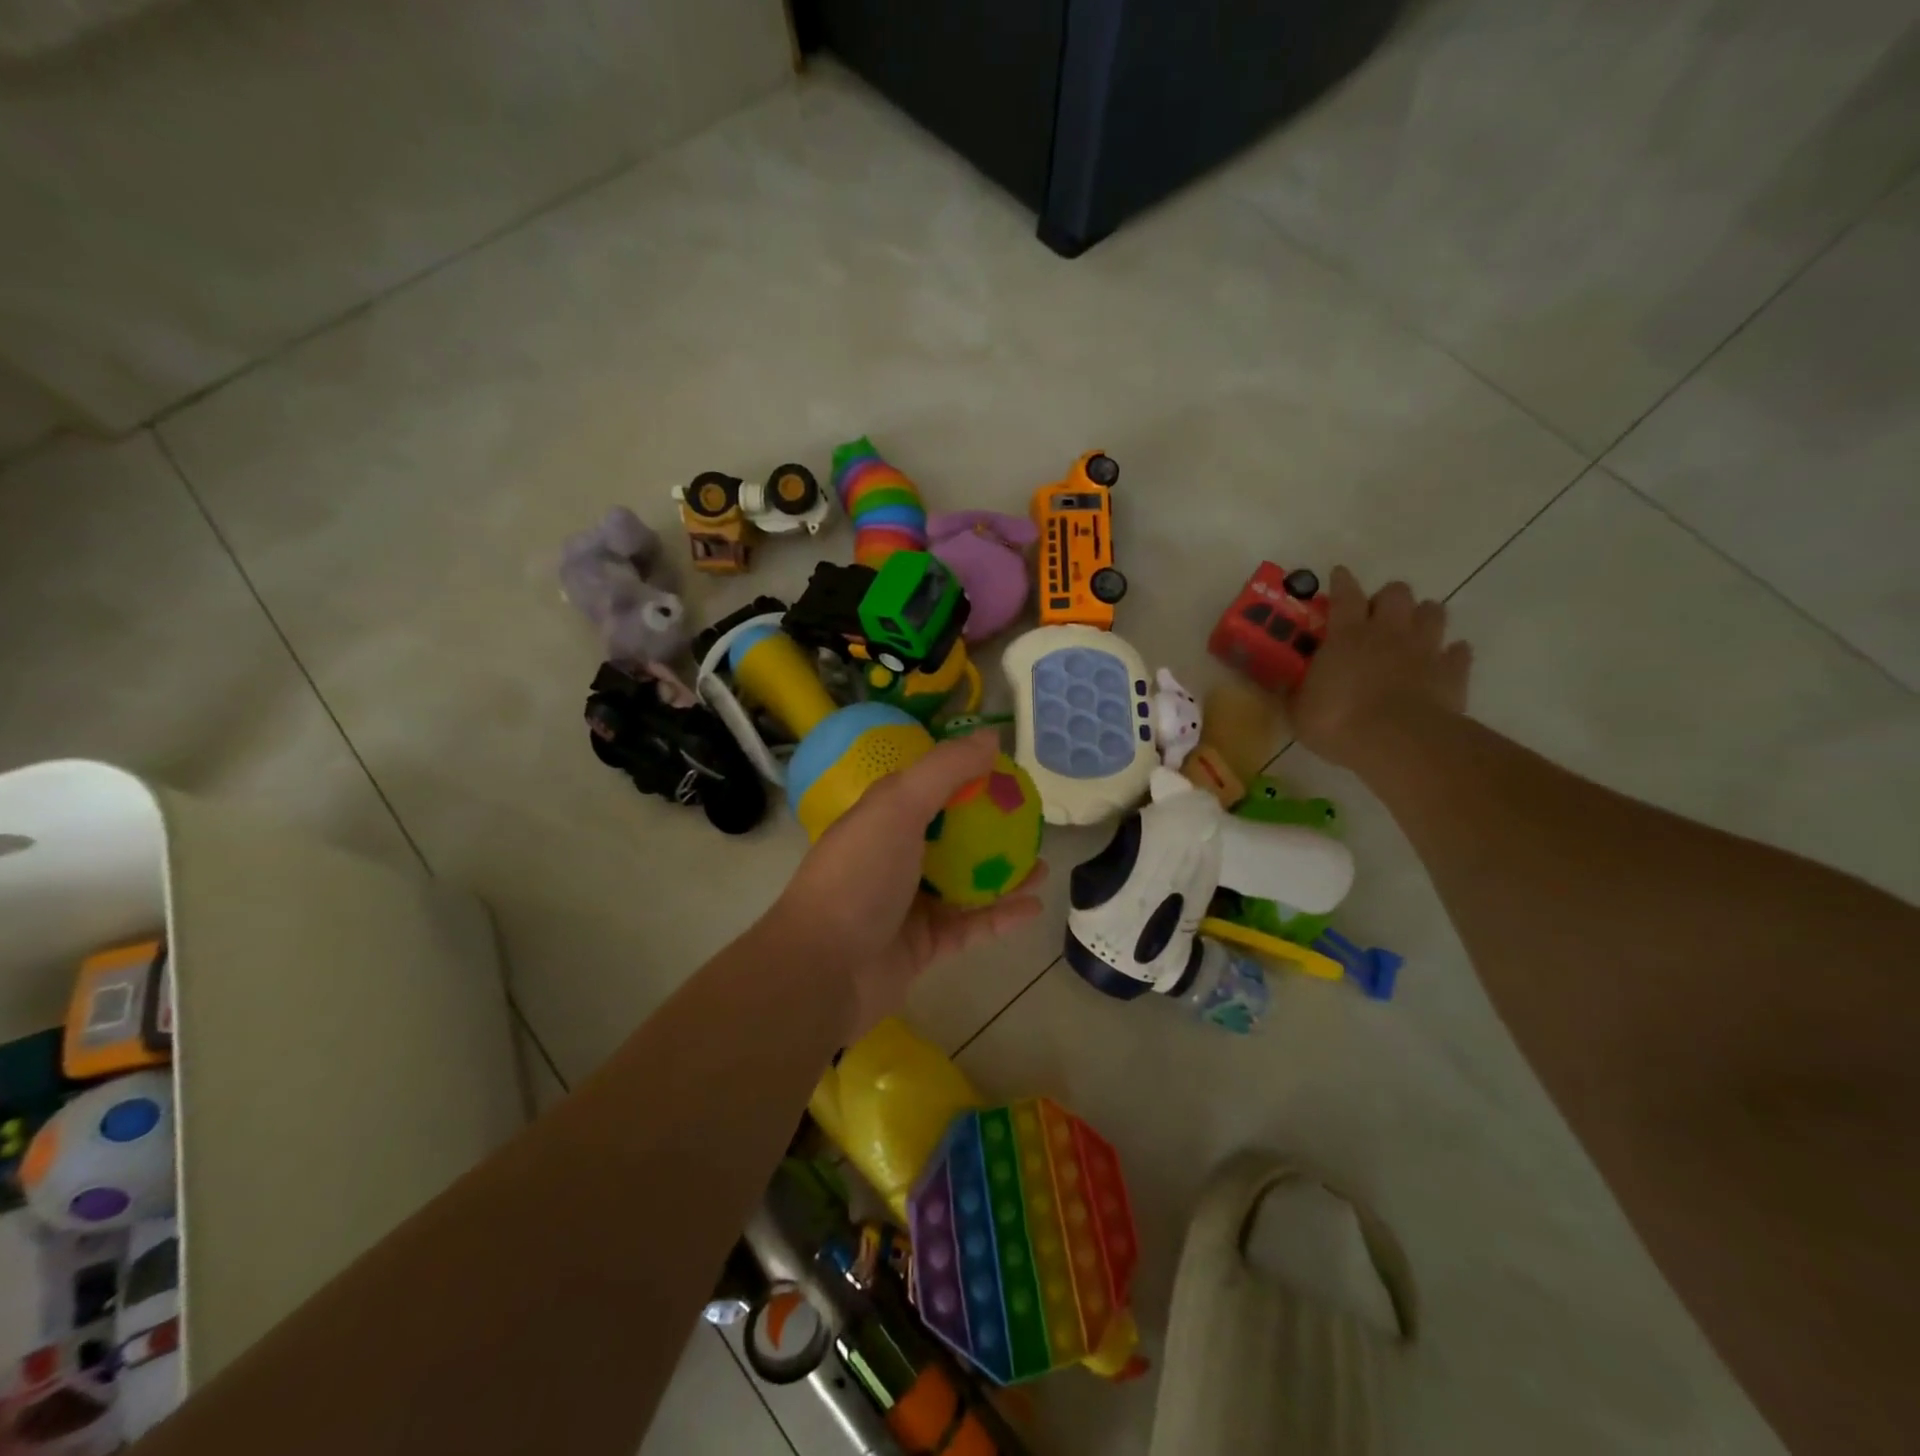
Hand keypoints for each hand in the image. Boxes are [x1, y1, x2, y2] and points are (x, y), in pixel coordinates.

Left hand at [767, 732, 1046, 1038]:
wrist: (823, 971)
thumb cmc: (858, 876)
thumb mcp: (898, 807)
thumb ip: (945, 769)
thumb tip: (990, 736)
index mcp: (883, 818)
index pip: (929, 787)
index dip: (966, 776)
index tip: (1008, 774)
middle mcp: (896, 856)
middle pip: (952, 835)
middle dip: (992, 828)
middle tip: (1033, 823)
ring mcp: (910, 903)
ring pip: (967, 882)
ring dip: (1004, 873)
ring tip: (1044, 864)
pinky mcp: (925, 944)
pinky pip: (971, 925)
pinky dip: (1001, 915)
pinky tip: (1034, 906)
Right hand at [1288, 567, 1473, 770]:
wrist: (1398, 742)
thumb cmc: (1338, 721)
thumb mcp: (1299, 711)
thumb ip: (1294, 693)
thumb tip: (1281, 686)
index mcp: (1347, 635)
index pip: (1345, 595)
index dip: (1342, 581)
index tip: (1340, 573)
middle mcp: (1388, 632)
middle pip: (1396, 592)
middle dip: (1387, 597)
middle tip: (1377, 614)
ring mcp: (1424, 648)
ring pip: (1433, 611)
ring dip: (1422, 616)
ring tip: (1412, 630)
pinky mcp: (1452, 671)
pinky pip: (1458, 651)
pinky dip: (1451, 652)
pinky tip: (1444, 660)